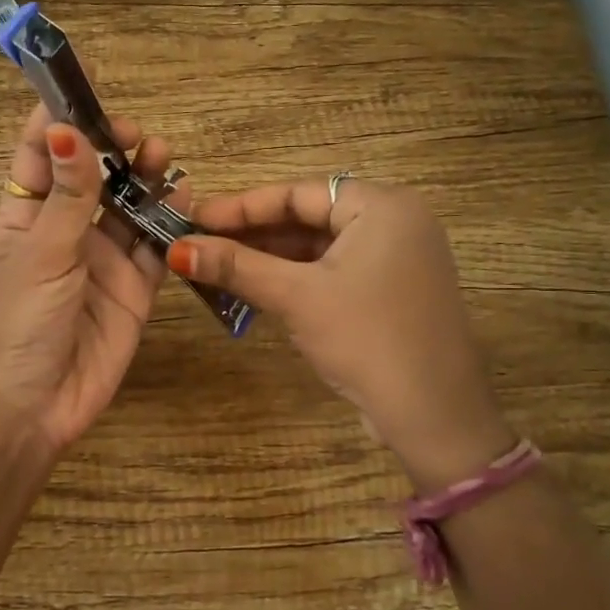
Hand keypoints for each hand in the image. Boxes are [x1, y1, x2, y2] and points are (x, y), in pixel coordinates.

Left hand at [0, 104, 187, 466]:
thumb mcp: (39, 254)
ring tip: (161, 155)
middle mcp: (64, 231)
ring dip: (144, 176)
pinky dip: (170, 219)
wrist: (32, 409)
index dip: (58, 118)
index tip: (86, 86)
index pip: (38, 154)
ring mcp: (102, 259)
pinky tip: (184, 193)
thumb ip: (67, 196)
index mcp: (24, 216)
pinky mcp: (135, 288)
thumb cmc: (16, 324)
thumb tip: (67, 129)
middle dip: (112, 147)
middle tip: (135, 135)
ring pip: (128, 204)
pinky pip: (156, 245)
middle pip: (92, 174)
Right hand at [169, 179, 513, 493]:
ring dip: (269, 259)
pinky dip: (295, 279)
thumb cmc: (367, 339)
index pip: (299, 193)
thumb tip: (176, 250)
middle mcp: (395, 223)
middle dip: (253, 234)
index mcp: (383, 206)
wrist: (434, 416)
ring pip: (319, 248)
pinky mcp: (391, 292)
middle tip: (199, 243)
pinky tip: (255, 289)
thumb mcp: (297, 297)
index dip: (242, 206)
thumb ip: (236, 267)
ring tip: (217, 267)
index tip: (195, 218)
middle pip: (309, 218)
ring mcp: (396, 259)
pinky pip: (333, 272)